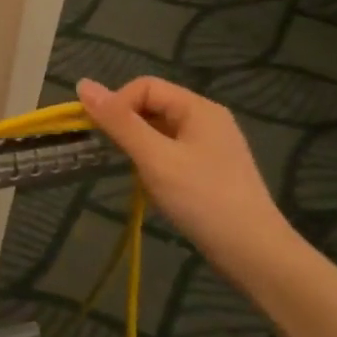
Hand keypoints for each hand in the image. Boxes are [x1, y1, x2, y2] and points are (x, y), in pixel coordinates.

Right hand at [76, 76, 300, 277]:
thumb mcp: (154, 158)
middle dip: (127, 126)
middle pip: (153, 105)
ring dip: (139, 147)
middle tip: (114, 155)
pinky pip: (171, 151)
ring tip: (136, 174)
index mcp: (198, 108)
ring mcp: (211, 145)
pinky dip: (154, 162)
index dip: (117, 104)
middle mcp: (207, 119)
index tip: (101, 135)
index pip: (145, 86)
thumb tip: (83, 84)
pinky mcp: (210, 169)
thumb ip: (119, 122)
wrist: (253, 253)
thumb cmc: (202, 199)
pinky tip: (153, 186)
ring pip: (160, 131)